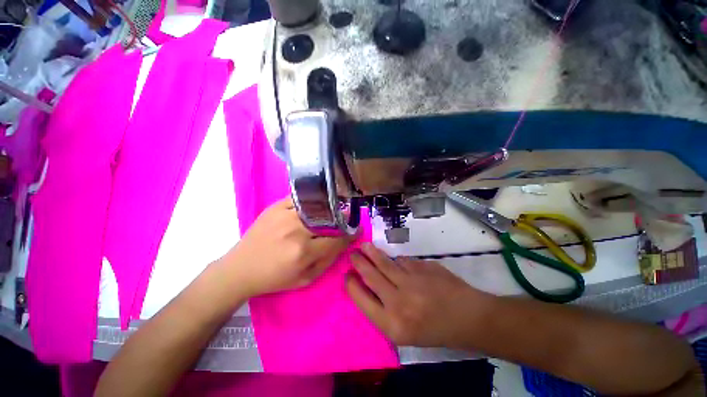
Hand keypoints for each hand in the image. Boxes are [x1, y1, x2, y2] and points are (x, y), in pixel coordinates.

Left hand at [226, 197, 354, 295]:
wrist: (241, 268)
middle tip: (346, 220)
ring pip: (317, 207)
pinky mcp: (275, 207)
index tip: (358, 230)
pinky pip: (300, 199)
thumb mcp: (305, 279)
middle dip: (342, 220)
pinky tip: (315, 204)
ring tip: (332, 212)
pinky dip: (311, 201)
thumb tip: (344, 243)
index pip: (337, 239)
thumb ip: (328, 261)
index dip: (350, 235)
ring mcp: (284, 215)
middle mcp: (296, 230)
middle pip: (329, 220)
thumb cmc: (274, 278)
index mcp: (303, 252)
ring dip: (329, 209)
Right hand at [346, 243, 489, 346]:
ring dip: (372, 253)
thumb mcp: (405, 333)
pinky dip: (397, 260)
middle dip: (358, 262)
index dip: (351, 285)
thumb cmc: (435, 331)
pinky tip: (397, 262)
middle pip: (371, 276)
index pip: (362, 300)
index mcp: (393, 325)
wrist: (468, 317)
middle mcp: (399, 302)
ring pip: (385, 262)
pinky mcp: (422, 267)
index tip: (347, 276)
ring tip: (364, 246)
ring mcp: (412, 281)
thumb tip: (368, 287)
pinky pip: (403, 260)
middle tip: (352, 254)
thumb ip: (384, 311)